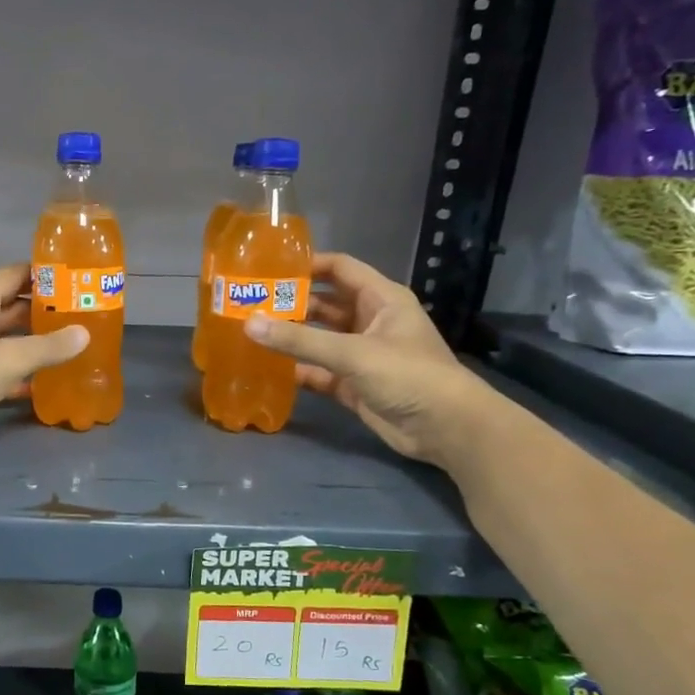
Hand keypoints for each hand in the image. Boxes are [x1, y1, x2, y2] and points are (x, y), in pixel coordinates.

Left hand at [0, 264, 88, 453]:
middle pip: (13, 308)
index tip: (75, 276)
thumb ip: (48, 346)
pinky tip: (46, 382)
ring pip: (7, 340)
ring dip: (34, 343)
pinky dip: (20, 374)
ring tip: (71, 346)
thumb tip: (84, 334)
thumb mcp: (8, 358)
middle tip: (81, 315)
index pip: (14, 275)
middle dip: (44, 310)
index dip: (43, 273)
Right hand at [243, 252, 490, 466]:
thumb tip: (249, 323)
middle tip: (249, 303)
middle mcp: (370, 321)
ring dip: (290, 337)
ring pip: (318, 339)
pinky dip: (296, 369)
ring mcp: (361, 355)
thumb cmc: (408, 375)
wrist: (445, 428)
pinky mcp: (353, 385)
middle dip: (291, 303)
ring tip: (250, 332)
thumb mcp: (353, 353)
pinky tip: (266, 368)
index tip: (268, 268)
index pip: (340, 269)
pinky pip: (318, 371)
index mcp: (380, 299)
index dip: (307, 265)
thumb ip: (300, 339)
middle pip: (324, 304)